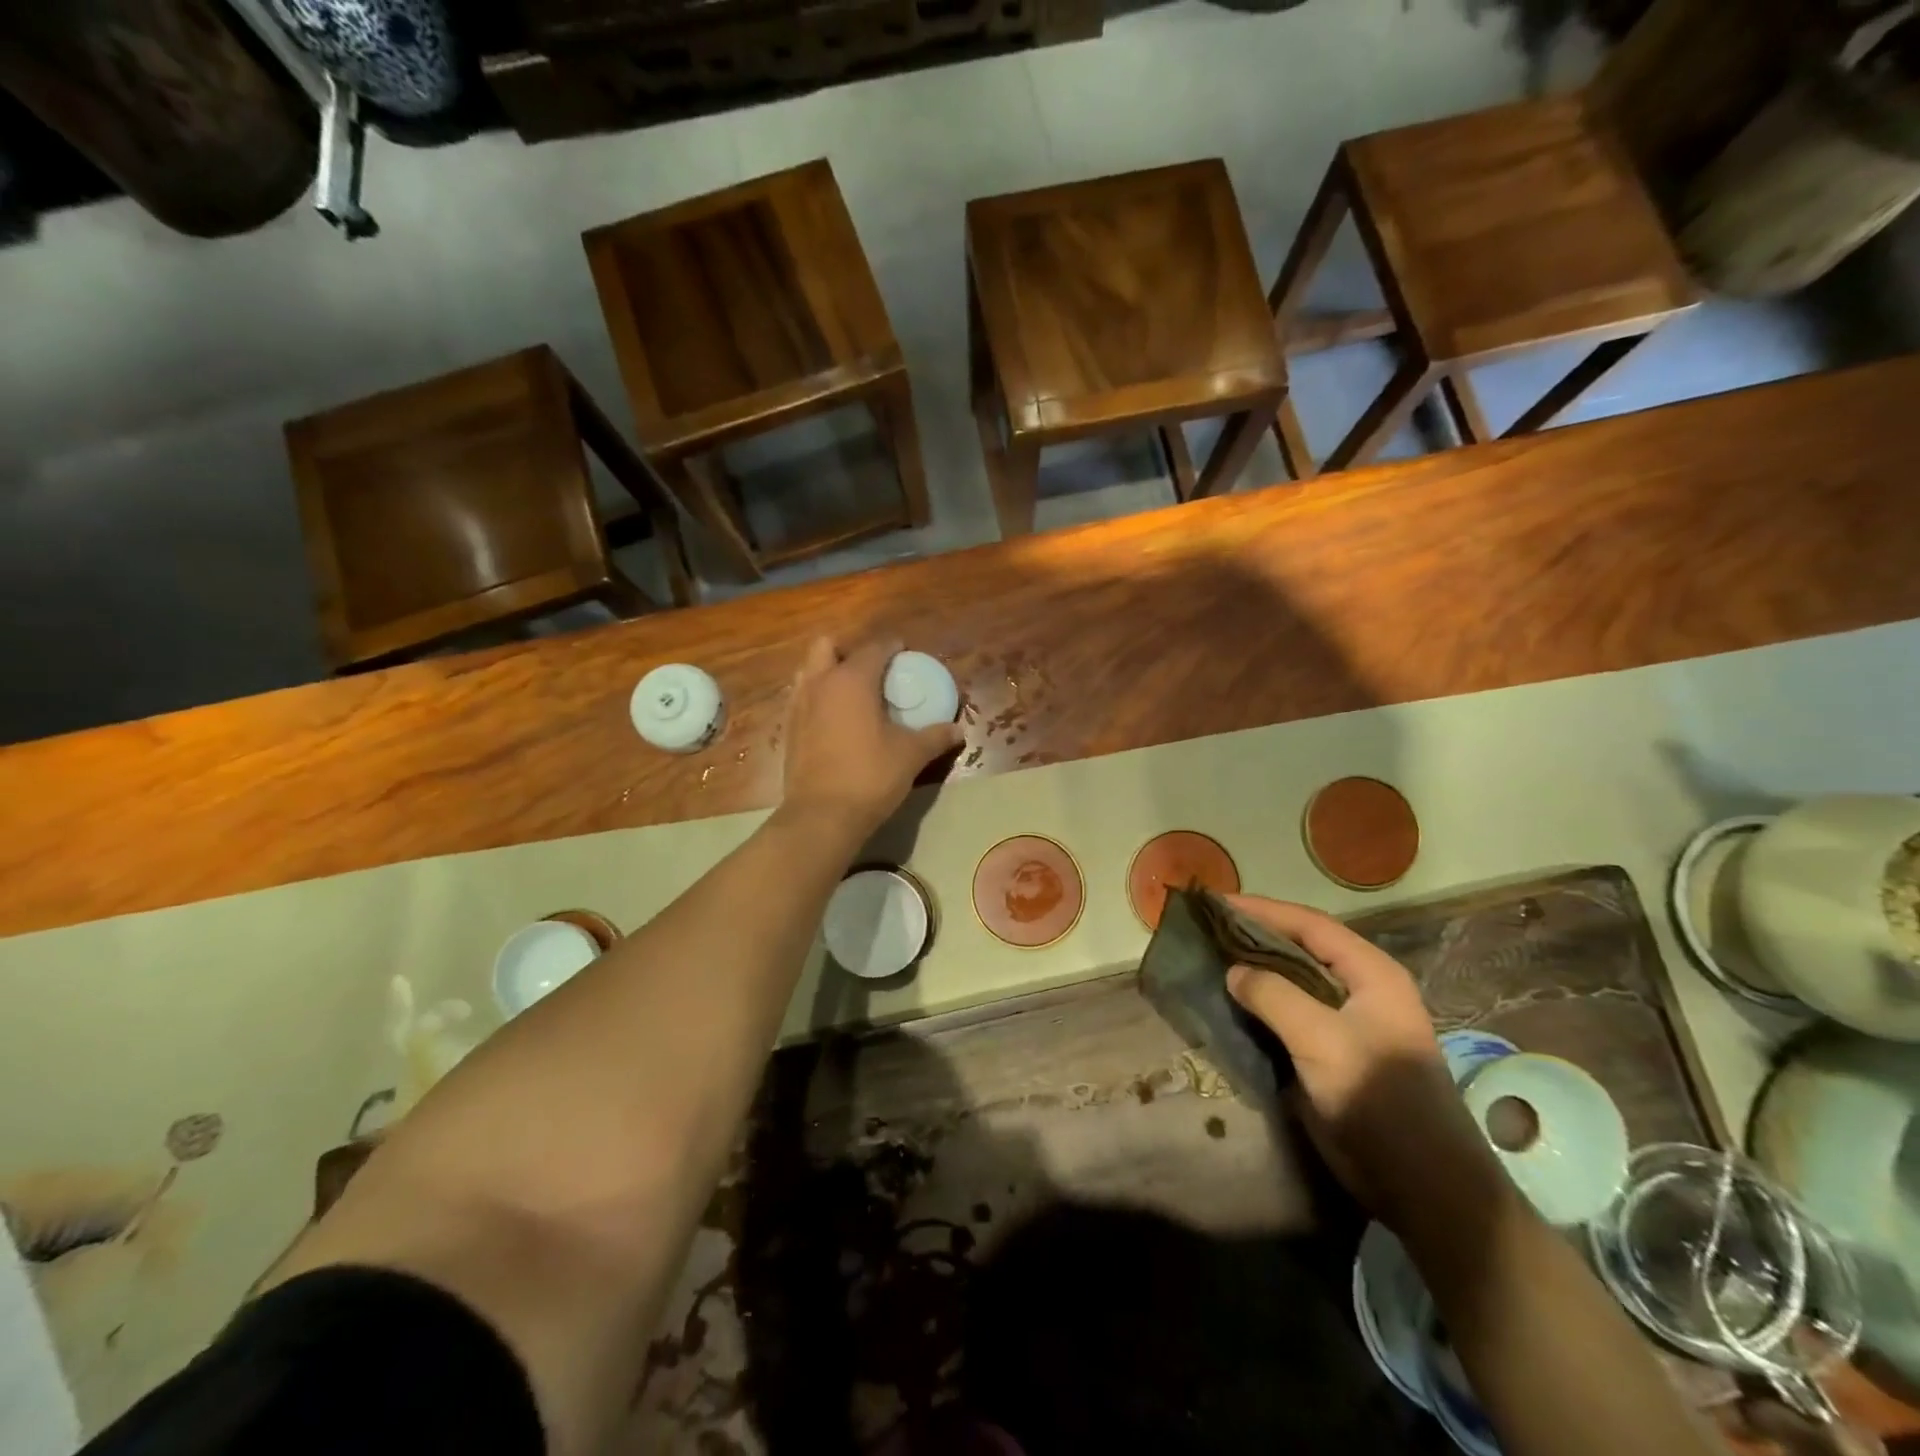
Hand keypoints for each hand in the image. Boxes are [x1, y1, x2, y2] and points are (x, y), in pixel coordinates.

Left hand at [779, 637, 963, 837]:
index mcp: (852, 680)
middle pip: (827, 646)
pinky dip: (818, 697)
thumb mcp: (910, 755)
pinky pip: (802, 698)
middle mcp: (821, 683)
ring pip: (809, 670)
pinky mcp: (788, 729)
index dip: (892, 646)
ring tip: (852, 692)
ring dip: (828, 671)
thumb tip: (958, 729)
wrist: (822, 815)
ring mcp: (799, 705)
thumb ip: (935, 737)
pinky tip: (835, 719)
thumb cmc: (870, 776)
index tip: (905, 653)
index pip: (875, 648)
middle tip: (872, 669)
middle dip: (849, 649)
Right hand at [1223, 895, 1496, 1222]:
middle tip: (1207, 928)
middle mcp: (1361, 989)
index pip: (1310, 925)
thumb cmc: (1379, 1101)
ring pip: (1293, 980)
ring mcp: (1347, 1023)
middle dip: (1255, 935)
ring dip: (1255, 969)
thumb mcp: (1322, 1041)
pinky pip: (1289, 1014)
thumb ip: (1274, 996)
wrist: (1424, 1188)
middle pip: (1301, 947)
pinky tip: (1229, 1001)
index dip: (1262, 910)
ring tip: (1210, 958)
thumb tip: (1233, 971)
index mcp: (1371, 974)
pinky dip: (1260, 1002)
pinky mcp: (1332, 1053)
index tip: (1215, 902)